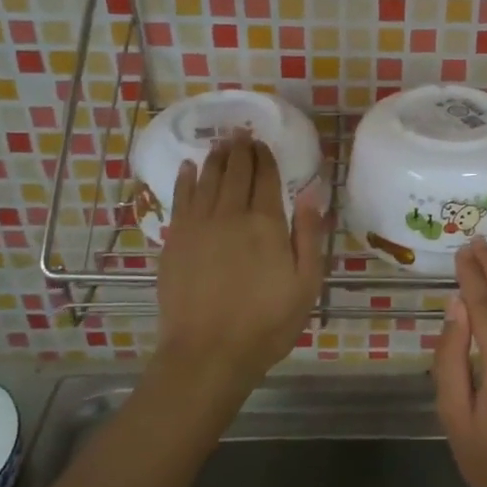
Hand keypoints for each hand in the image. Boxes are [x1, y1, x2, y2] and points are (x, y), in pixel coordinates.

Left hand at [155, 137, 324, 405]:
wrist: (208, 352)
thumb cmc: (266, 323)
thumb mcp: (306, 284)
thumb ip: (308, 235)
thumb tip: (310, 193)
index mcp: (266, 223)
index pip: (265, 177)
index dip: (265, 157)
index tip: (263, 143)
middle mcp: (230, 214)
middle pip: (235, 172)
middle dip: (240, 150)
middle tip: (240, 134)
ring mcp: (198, 225)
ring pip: (207, 179)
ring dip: (216, 158)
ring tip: (220, 143)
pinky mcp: (175, 240)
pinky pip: (181, 198)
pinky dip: (187, 179)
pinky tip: (190, 168)